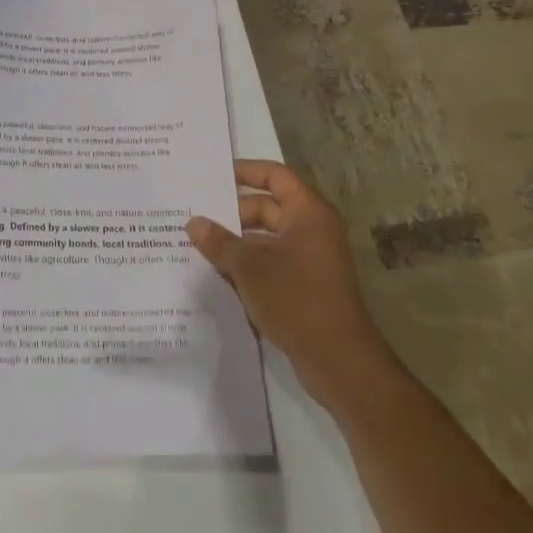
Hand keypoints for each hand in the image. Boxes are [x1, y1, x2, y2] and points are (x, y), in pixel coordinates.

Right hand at [187, 161, 391, 402]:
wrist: (339, 361)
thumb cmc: (296, 299)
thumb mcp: (248, 267)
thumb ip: (218, 241)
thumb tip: (193, 222)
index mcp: (308, 214)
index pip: (276, 176)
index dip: (246, 171)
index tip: (214, 176)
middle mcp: (313, 230)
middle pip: (268, 208)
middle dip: (232, 212)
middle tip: (195, 216)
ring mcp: (311, 260)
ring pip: (266, 239)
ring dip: (236, 241)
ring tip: (199, 245)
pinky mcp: (306, 287)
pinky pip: (272, 263)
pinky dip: (248, 265)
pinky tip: (218, 274)